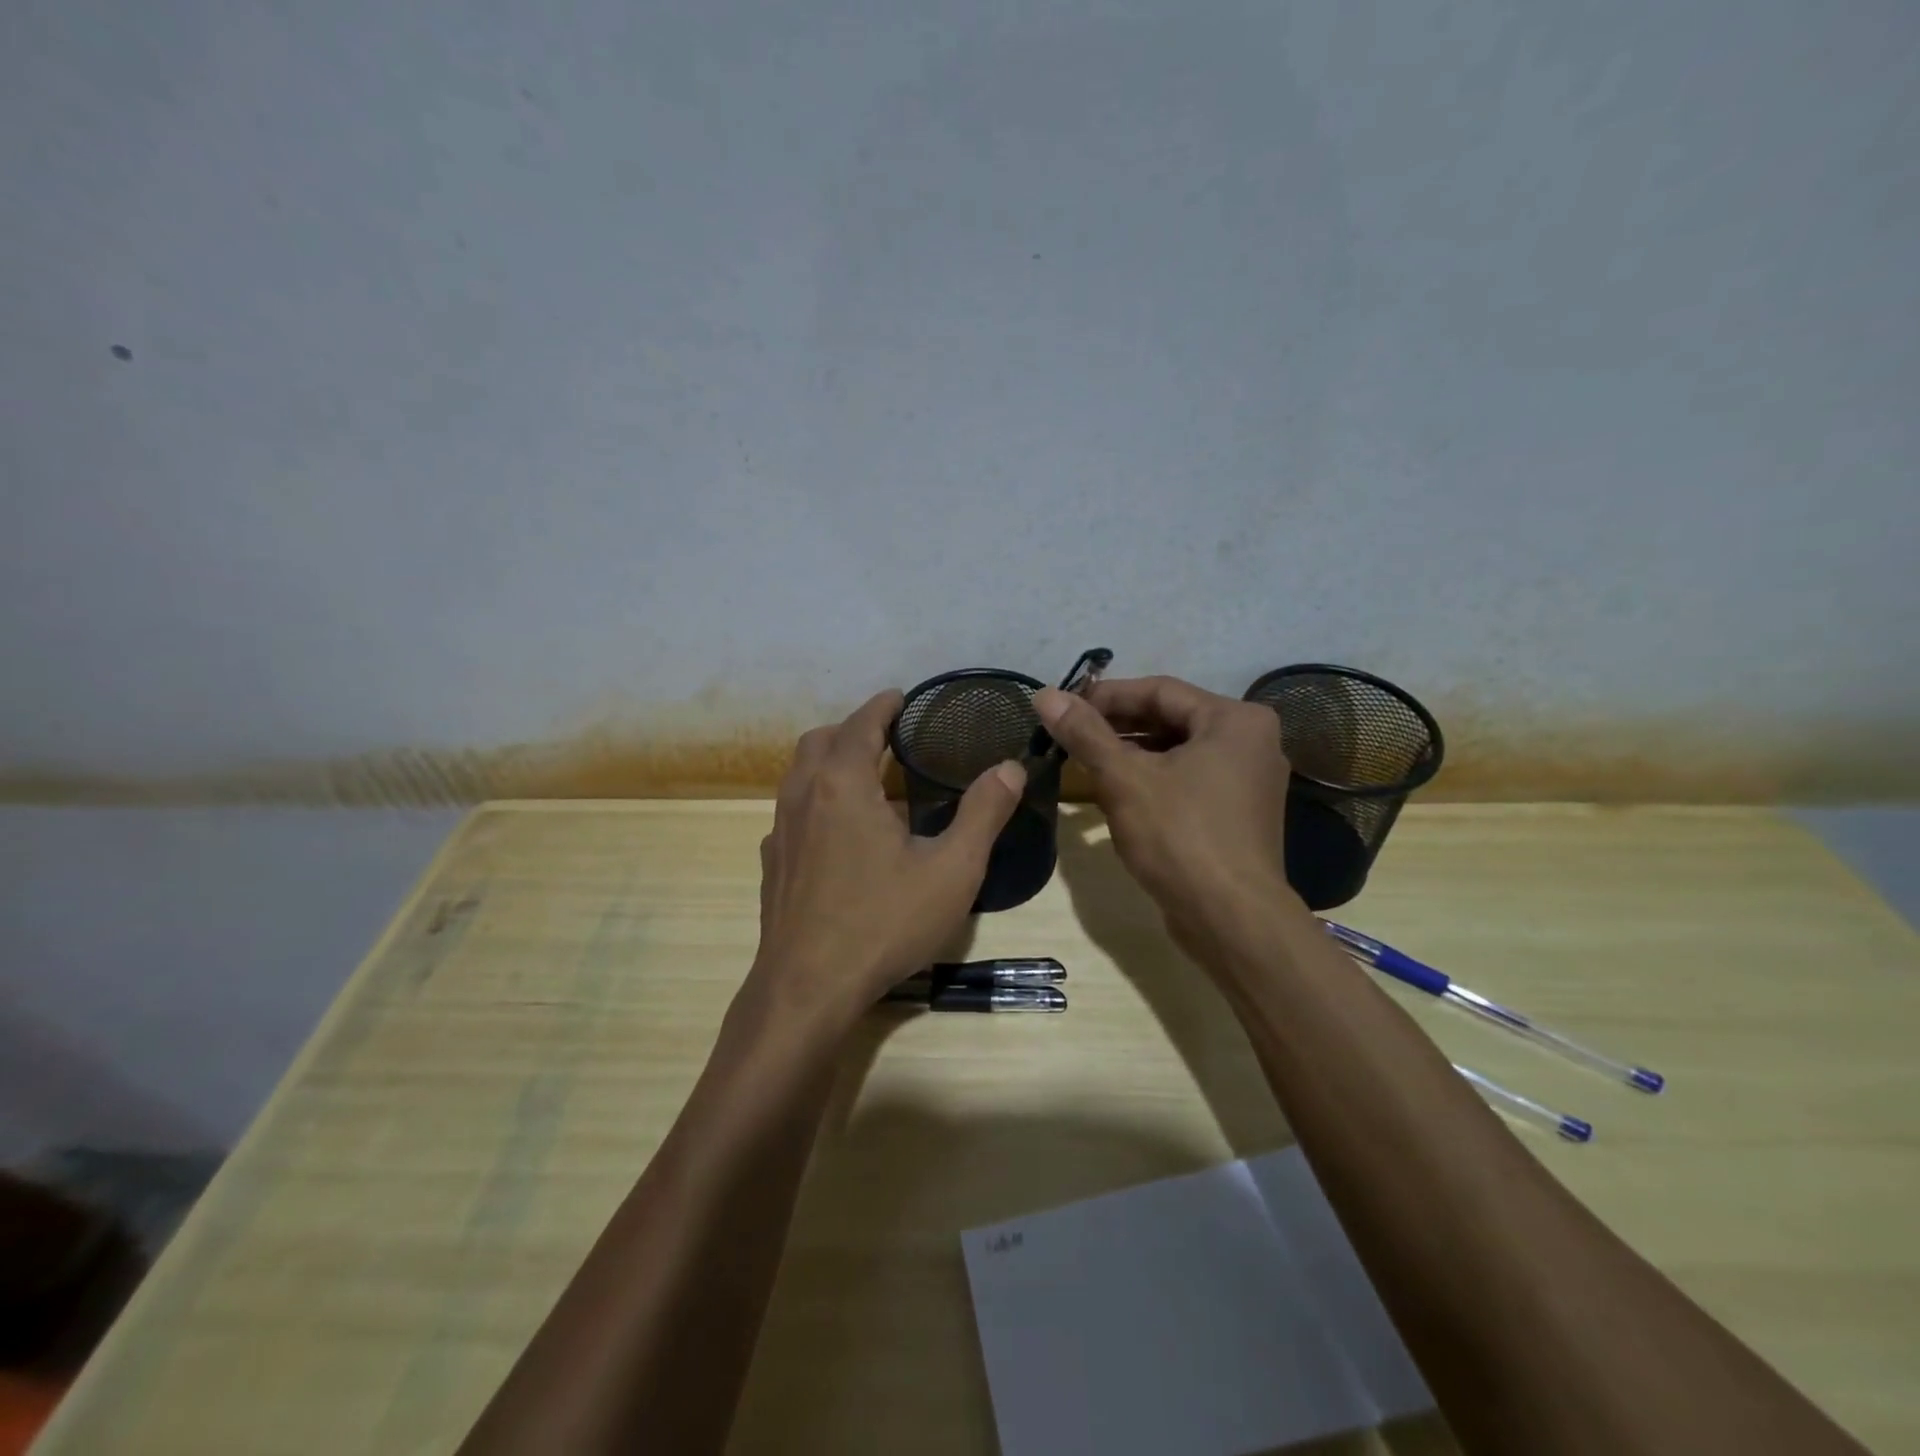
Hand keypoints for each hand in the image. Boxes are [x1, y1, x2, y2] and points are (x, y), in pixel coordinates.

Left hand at [745, 690, 1026, 1034]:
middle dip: (853, 728)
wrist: (807, 988)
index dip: (882, 706)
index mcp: (843, 784)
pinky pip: (791, 811)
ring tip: (865, 775)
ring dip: (829, 760)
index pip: (860, 724)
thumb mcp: (951, 870)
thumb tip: (1009, 767)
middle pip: (820, 740)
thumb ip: (983, 813)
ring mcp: (781, 831)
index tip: (901, 697)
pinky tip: (838, 831)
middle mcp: (803, 796)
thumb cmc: (883, 923)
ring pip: (798, 774)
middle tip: (888, 735)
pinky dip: (815, 798)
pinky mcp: (773, 864)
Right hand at [1034, 676, 1296, 953]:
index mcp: (1235, 720)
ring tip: (1083, 762)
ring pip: (1177, 752)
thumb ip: (1085, 733)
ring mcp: (1248, 781)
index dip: (1105, 696)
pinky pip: (1188, 780)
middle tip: (1069, 735)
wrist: (1232, 920)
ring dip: (1130, 755)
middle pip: (1170, 719)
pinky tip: (1115, 793)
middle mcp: (1251, 742)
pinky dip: (1152, 780)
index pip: (1159, 690)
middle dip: (1116, 727)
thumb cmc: (1180, 837)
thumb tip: (1045, 695)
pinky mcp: (1238, 814)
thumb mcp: (1124, 779)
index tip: (1063, 707)